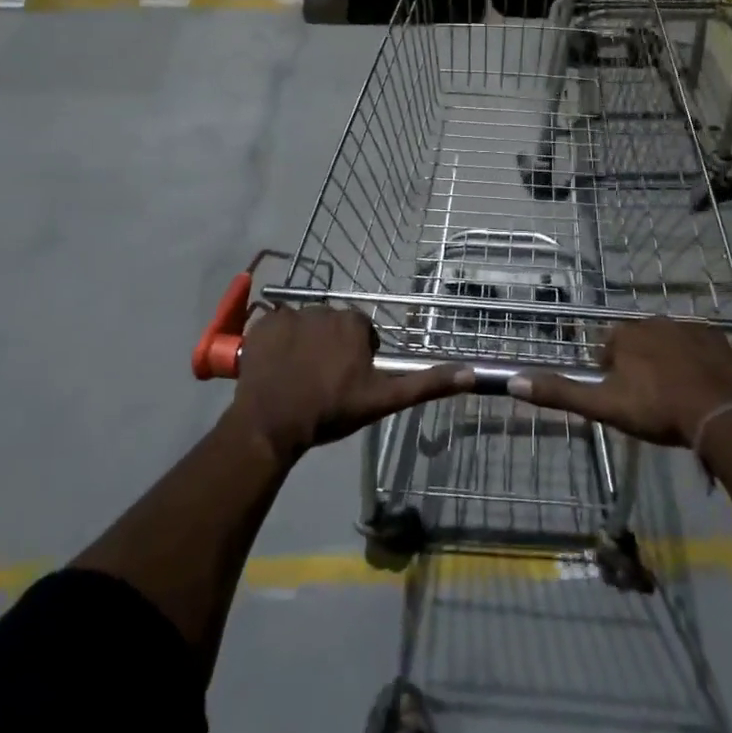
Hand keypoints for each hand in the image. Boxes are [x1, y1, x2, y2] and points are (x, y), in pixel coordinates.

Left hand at [231, 306, 470, 461]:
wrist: (272, 423)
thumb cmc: (331, 410)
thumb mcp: (383, 400)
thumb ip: (425, 384)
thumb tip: (470, 373)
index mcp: (354, 322)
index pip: (362, 334)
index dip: (357, 358)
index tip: (348, 383)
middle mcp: (324, 308)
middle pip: (333, 327)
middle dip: (331, 348)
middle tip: (323, 382)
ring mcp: (289, 314)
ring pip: (305, 326)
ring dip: (304, 345)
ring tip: (298, 377)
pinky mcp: (262, 323)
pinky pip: (275, 326)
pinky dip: (277, 342)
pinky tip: (277, 367)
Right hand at [506, 318, 731, 446]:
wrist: (719, 414)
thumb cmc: (656, 409)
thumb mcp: (604, 406)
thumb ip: (560, 393)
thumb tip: (513, 381)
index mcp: (625, 335)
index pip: (608, 349)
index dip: (612, 375)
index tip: (623, 399)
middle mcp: (653, 322)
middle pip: (638, 343)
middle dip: (640, 365)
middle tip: (650, 400)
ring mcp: (688, 327)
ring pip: (668, 343)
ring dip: (667, 361)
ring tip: (676, 395)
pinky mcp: (717, 338)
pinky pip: (699, 345)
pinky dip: (696, 360)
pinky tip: (700, 385)